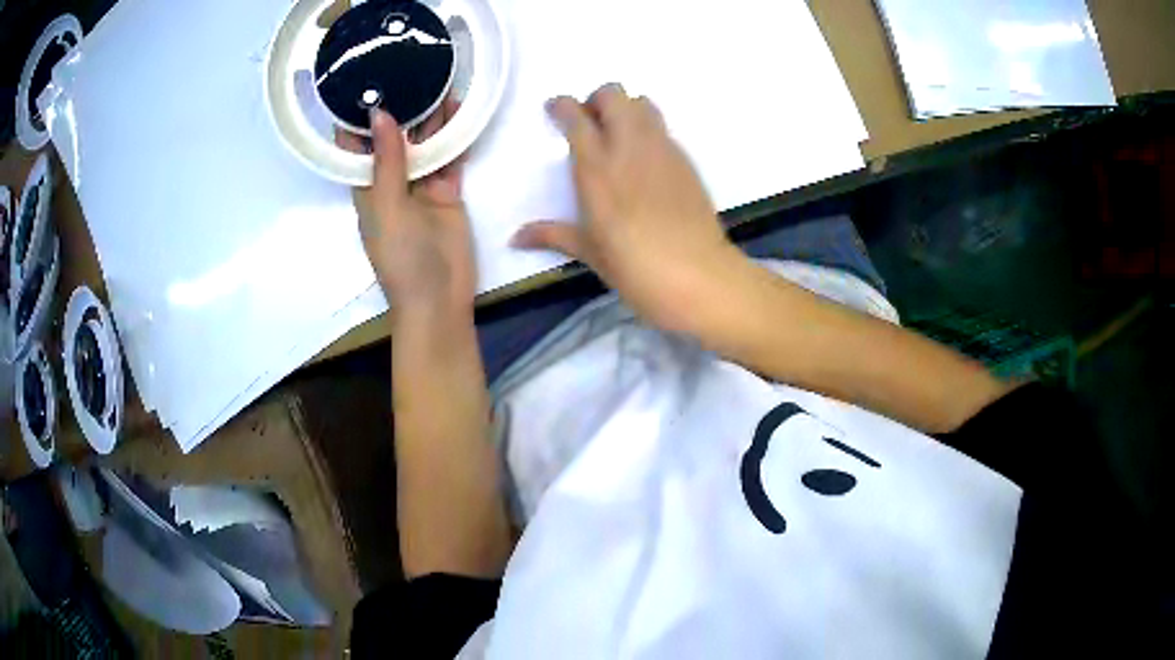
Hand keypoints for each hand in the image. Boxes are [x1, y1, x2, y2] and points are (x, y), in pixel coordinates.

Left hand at [340, 100, 475, 315]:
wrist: (439, 299)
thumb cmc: (402, 259)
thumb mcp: (387, 208)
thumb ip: (387, 162)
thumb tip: (380, 114)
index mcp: (366, 187)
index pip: (355, 145)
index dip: (357, 114)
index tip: (364, 79)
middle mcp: (391, 181)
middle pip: (394, 138)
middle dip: (401, 107)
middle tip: (412, 69)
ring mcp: (421, 186)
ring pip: (424, 143)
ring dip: (431, 118)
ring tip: (440, 80)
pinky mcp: (447, 192)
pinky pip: (450, 157)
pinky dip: (455, 137)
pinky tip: (461, 111)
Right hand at [511, 83, 745, 334]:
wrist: (698, 276)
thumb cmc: (635, 268)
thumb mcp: (590, 252)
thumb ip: (552, 235)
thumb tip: (515, 239)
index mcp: (597, 167)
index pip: (576, 116)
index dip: (562, 106)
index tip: (555, 110)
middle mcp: (629, 146)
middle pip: (613, 94)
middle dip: (597, 100)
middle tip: (590, 124)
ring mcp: (662, 149)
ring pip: (643, 103)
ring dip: (625, 109)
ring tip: (618, 136)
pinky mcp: (686, 160)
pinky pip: (663, 128)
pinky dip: (648, 129)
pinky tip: (644, 160)